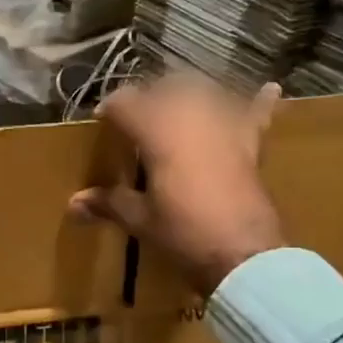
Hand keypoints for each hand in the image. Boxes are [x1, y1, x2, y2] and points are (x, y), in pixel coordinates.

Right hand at [69, 75, 285, 296]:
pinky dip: (260, 103)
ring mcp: (225, 126)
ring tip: (176, 108)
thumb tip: (73, 203)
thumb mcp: (140, 219)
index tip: (101, 121)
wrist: (242, 254)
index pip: (125, 102)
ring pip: (204, 91)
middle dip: (148, 98)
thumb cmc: (183, 233)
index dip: (110, 108)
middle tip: (136, 121)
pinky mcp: (250, 144)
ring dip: (188, 95)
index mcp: (157, 130)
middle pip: (165, 88)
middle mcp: (190, 115)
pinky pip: (256, 115)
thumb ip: (108, 203)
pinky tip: (269, 90)